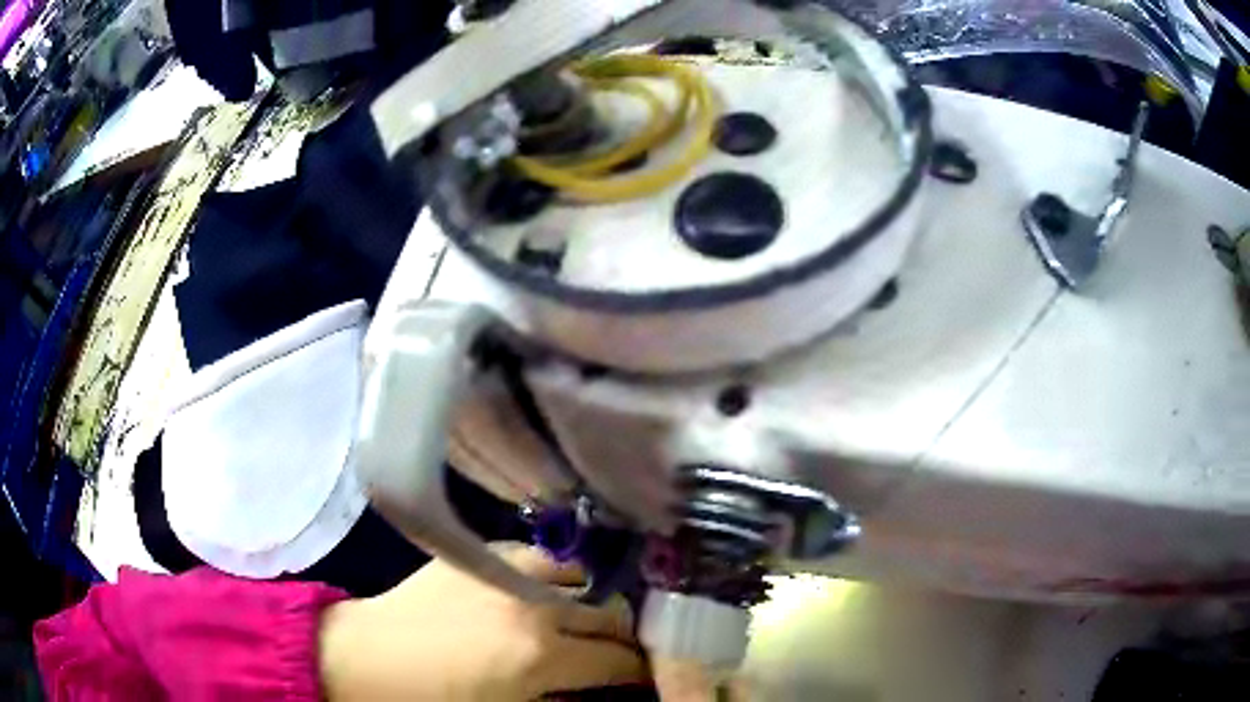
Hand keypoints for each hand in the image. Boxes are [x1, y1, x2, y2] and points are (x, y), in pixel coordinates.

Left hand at [318, 543, 646, 700]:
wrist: (370, 658)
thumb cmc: (437, 700)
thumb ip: (565, 700)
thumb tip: (603, 691)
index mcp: (542, 656)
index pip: (619, 661)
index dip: (638, 674)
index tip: (639, 678)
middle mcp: (534, 605)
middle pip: (611, 614)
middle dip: (622, 638)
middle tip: (616, 652)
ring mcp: (507, 570)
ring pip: (582, 573)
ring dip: (591, 598)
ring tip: (583, 617)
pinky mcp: (481, 553)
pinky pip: (539, 554)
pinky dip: (554, 572)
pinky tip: (545, 590)